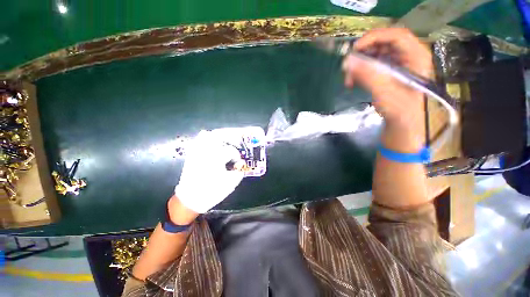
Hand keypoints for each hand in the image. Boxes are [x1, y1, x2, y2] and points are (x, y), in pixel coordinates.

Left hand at [174, 130, 243, 213]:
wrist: (190, 199)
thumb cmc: (212, 191)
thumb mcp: (230, 183)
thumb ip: (238, 172)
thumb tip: (241, 164)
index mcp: (217, 158)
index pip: (231, 150)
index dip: (237, 155)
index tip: (237, 162)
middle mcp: (206, 152)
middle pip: (218, 136)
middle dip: (228, 139)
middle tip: (233, 146)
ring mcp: (197, 153)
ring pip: (206, 136)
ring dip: (216, 137)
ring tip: (223, 142)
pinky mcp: (191, 156)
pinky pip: (197, 142)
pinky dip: (204, 140)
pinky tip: (210, 144)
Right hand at [342, 28, 431, 151]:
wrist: (402, 124)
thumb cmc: (400, 111)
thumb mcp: (385, 93)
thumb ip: (368, 75)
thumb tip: (347, 62)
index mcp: (416, 56)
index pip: (396, 35)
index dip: (374, 38)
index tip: (354, 49)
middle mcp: (407, 56)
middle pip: (382, 44)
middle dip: (362, 55)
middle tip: (348, 67)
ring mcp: (396, 64)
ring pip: (374, 55)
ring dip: (358, 65)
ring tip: (348, 80)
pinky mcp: (387, 73)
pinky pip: (370, 66)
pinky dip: (359, 72)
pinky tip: (352, 82)